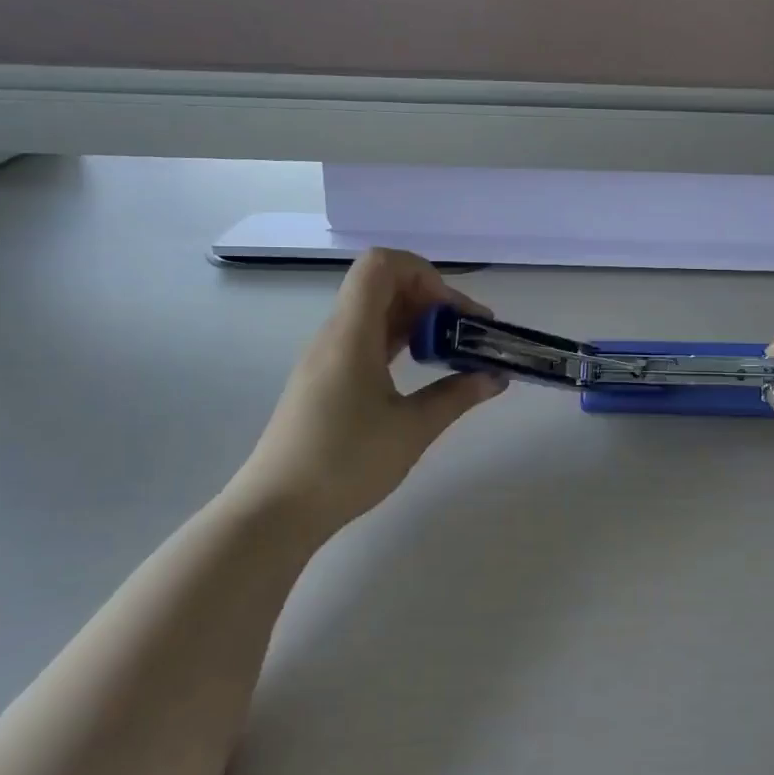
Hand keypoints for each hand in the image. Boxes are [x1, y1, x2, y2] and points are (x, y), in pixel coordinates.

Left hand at [226, 248, 506, 534]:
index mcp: (351, 334)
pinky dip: (397, 341)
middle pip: (382, 285)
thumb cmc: (346, 463)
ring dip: (415, 321)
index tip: (453, 313)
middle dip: (431, 298)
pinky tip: (420, 370)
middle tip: (466, 334)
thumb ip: (458, 396)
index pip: (382, 264)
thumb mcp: (412, 429)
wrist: (277, 510)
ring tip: (451, 352)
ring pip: (374, 313)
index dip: (425, 274)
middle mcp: (335, 334)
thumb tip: (496, 377)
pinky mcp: (324, 379)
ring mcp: (326, 357)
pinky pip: (364, 338)